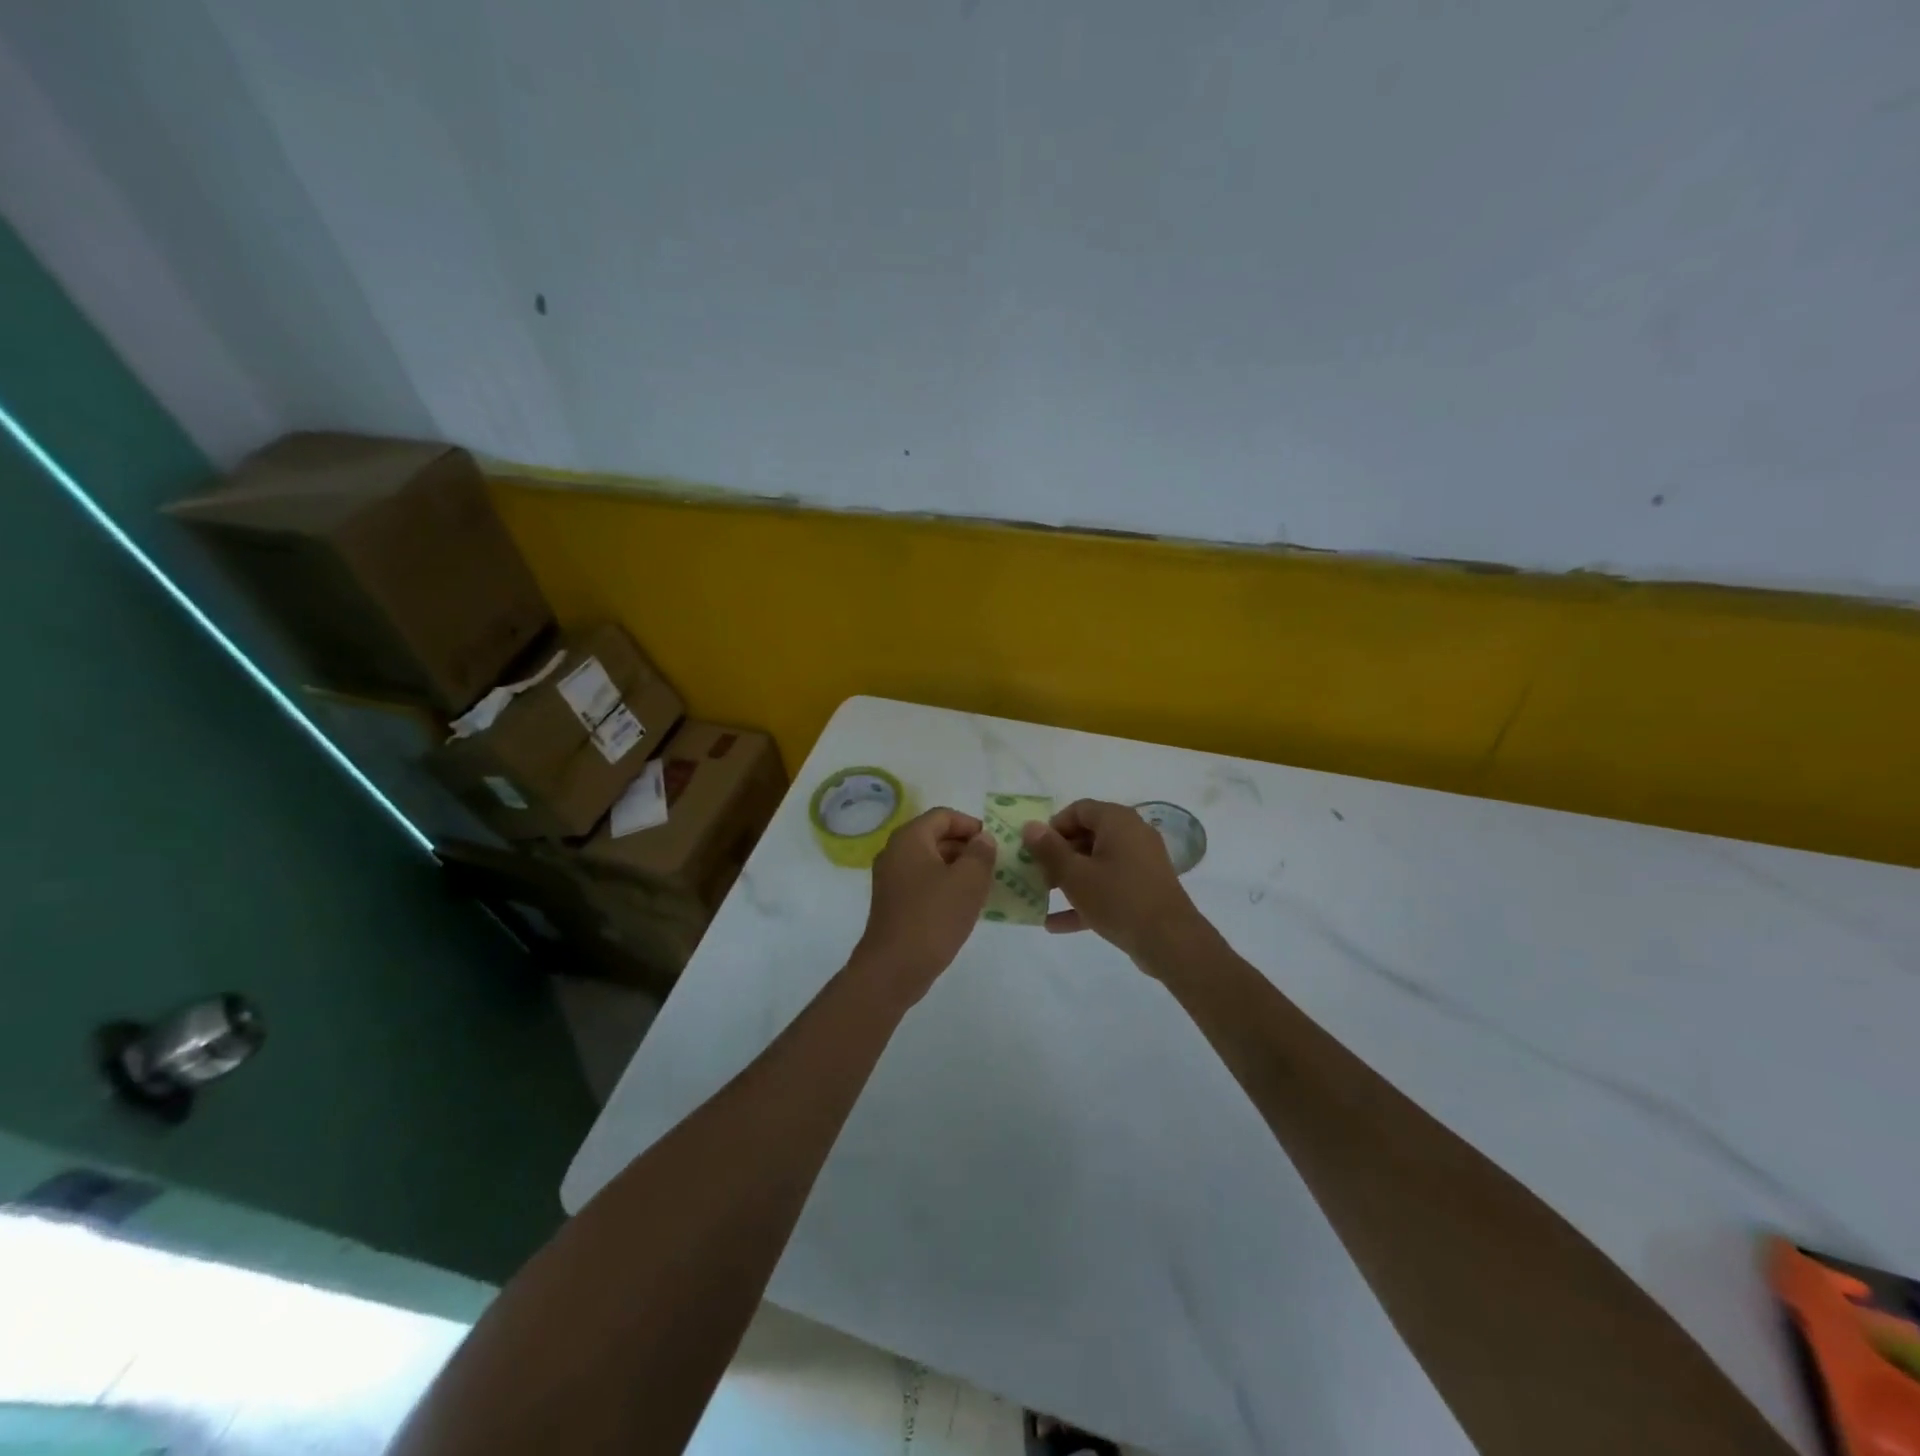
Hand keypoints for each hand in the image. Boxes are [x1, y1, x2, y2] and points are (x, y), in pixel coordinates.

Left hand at [852, 808, 995, 1000]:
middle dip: (966, 848)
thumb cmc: (933, 917)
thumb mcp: (968, 881)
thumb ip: (981, 853)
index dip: (971, 825)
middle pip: (935, 837)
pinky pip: (922, 883)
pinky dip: (944, 886)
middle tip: (993, 866)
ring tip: (983, 886)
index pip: (943, 816)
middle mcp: (895, 852)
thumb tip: (983, 839)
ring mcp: (891, 879)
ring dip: (957, 869)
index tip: (993, 845)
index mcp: (910, 839)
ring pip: (930, 862)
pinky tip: (963, 906)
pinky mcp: (893, 903)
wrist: (894, 968)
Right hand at [1021, 799, 1204, 965]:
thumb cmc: (1118, 898)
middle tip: (1037, 874)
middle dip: (1059, 855)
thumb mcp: (1075, 875)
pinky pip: (1110, 886)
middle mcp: (1133, 835)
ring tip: (1043, 896)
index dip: (1053, 827)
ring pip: (1097, 863)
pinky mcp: (1145, 889)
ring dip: (1069, 878)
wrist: (1170, 941)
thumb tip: (1030, 826)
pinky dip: (1087, 898)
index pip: (1079, 809)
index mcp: (1118, 821)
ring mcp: (1141, 863)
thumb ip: (1049, 850)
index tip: (1035, 850)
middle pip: (1087, 836)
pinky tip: (1056, 924)